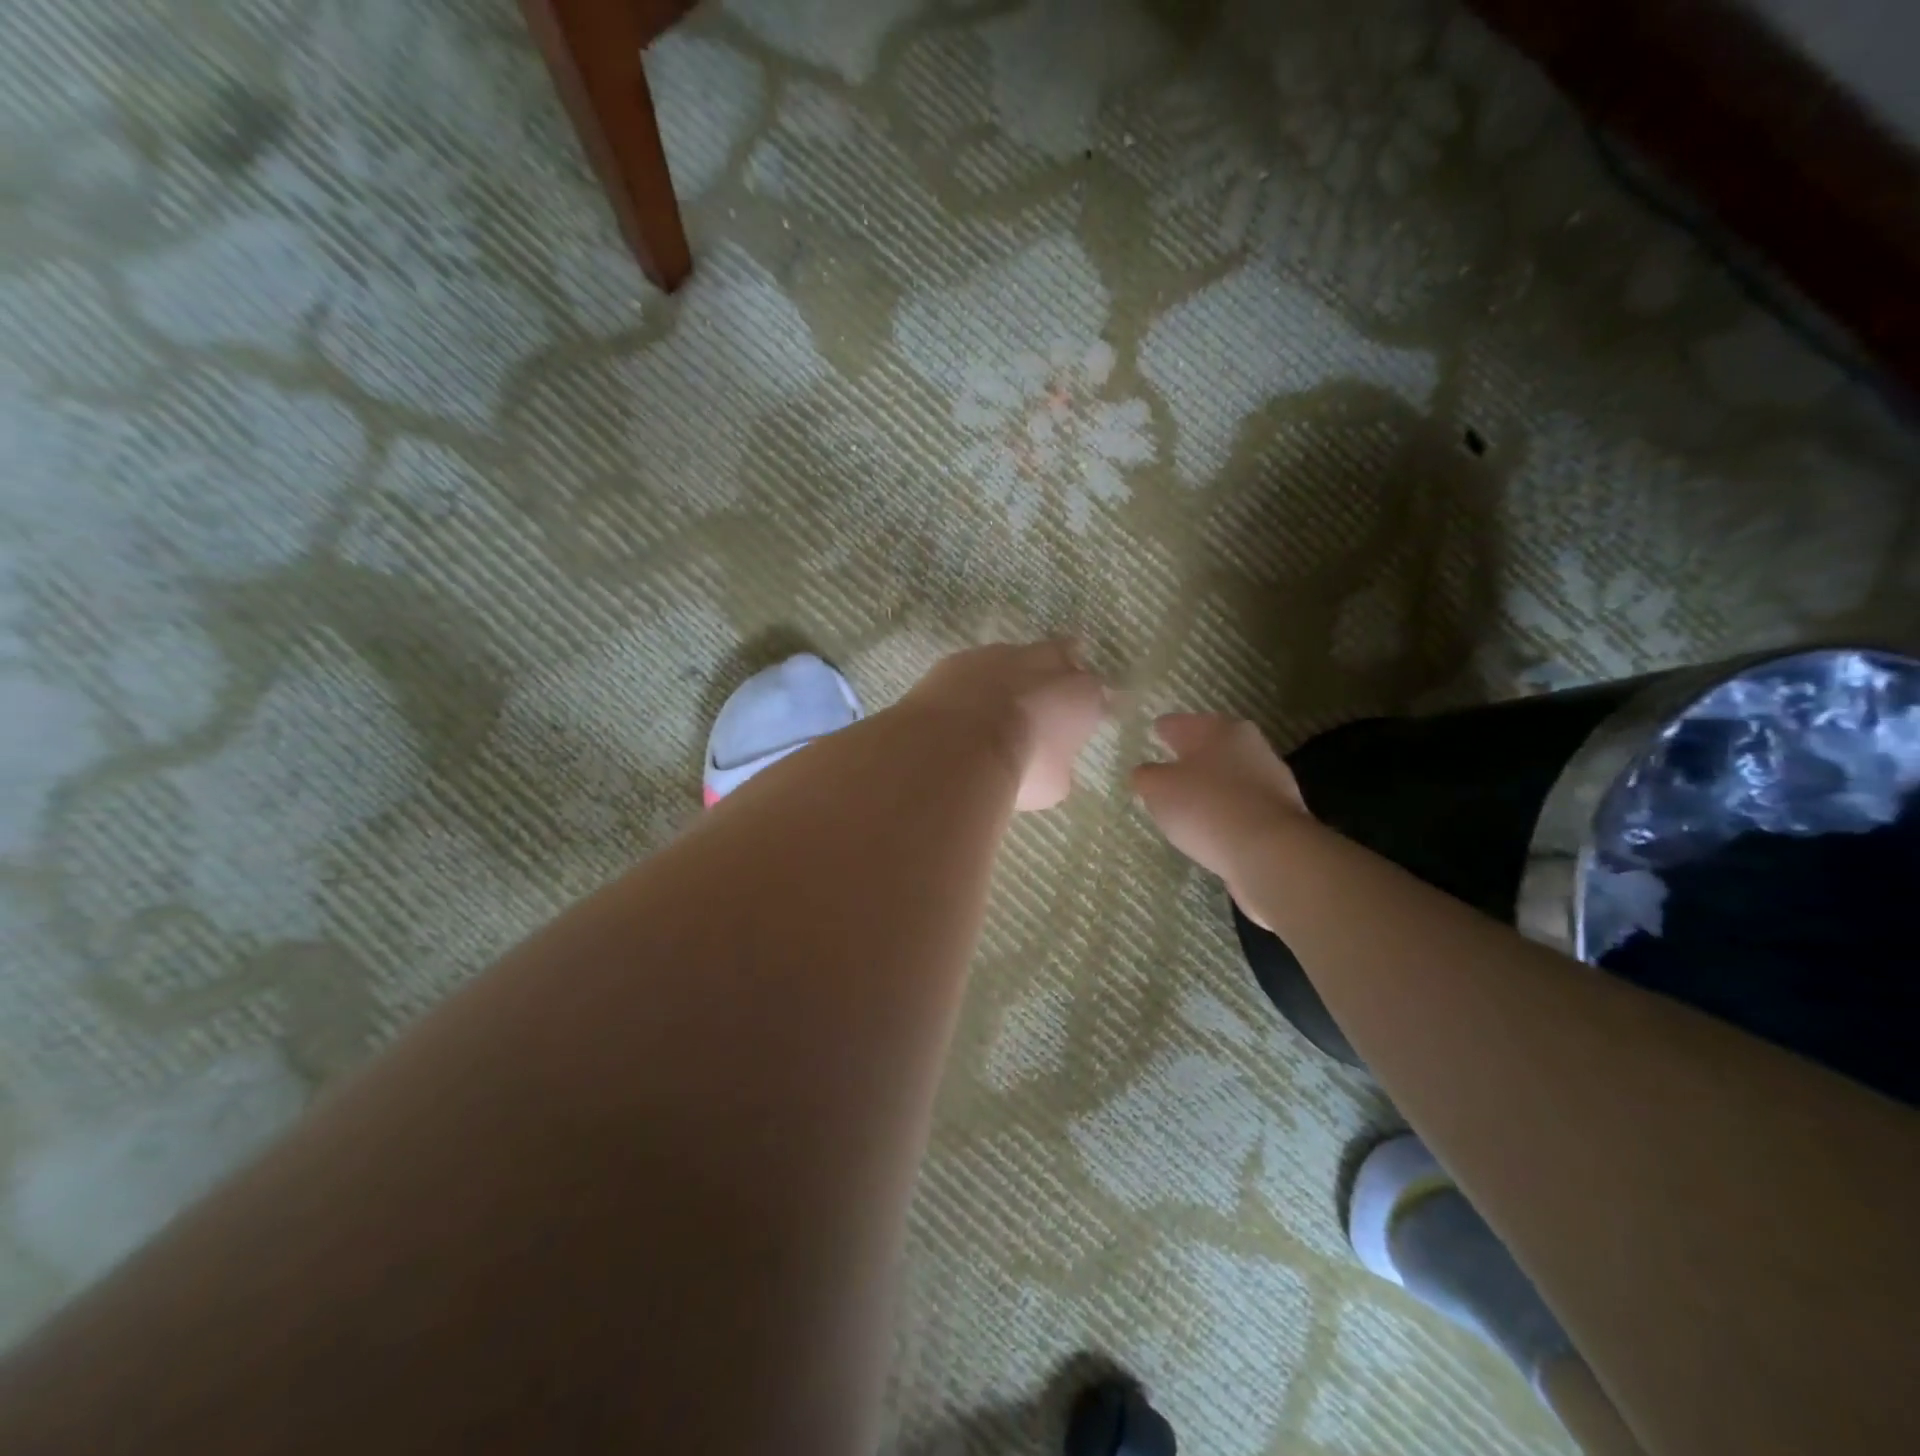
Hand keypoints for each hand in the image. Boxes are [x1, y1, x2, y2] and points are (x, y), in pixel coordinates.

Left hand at [904, 640, 1106, 810]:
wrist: (961, 745)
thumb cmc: (1021, 768)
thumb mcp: (1053, 784)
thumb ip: (1058, 763)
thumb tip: (1050, 763)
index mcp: (1082, 694)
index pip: (1097, 695)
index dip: (1087, 709)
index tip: (1078, 725)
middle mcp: (1047, 663)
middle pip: (1061, 656)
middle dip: (1056, 674)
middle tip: (1044, 701)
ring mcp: (1001, 655)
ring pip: (1014, 659)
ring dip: (1010, 678)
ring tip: (997, 707)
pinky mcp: (960, 659)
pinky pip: (973, 668)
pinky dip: (973, 685)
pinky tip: (962, 707)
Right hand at [1131, 714, 1308, 916]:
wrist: (1270, 851)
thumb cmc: (1206, 807)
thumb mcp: (1158, 789)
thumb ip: (1146, 776)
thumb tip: (1146, 772)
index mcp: (1217, 729)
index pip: (1180, 723)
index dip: (1163, 729)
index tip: (1153, 733)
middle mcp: (1249, 744)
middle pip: (1211, 745)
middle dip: (1191, 754)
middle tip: (1170, 767)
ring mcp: (1271, 777)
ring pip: (1231, 773)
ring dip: (1213, 783)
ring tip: (1191, 800)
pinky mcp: (1283, 810)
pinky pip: (1245, 802)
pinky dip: (1230, 808)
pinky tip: (1216, 824)